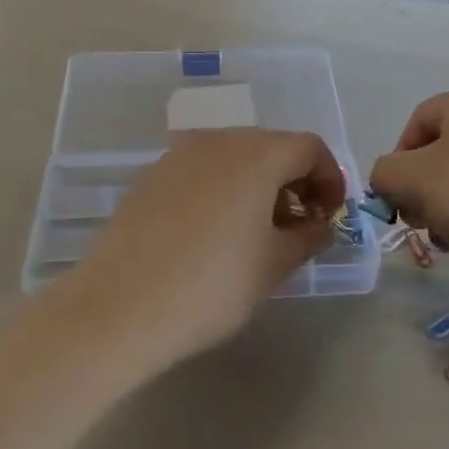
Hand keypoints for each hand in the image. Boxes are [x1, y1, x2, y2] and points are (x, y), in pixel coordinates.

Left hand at [60, 128, 346, 367]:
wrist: (118, 308)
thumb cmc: (211, 286)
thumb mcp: (274, 265)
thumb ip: (309, 236)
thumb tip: (320, 225)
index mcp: (256, 154)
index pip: (309, 148)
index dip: (330, 179)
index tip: (328, 217)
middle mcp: (217, 141)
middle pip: (271, 147)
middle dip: (294, 181)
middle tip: (297, 227)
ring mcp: (178, 155)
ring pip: (234, 157)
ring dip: (257, 185)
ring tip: (255, 233)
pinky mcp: (150, 176)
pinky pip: (201, 171)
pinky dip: (221, 189)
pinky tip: (212, 233)